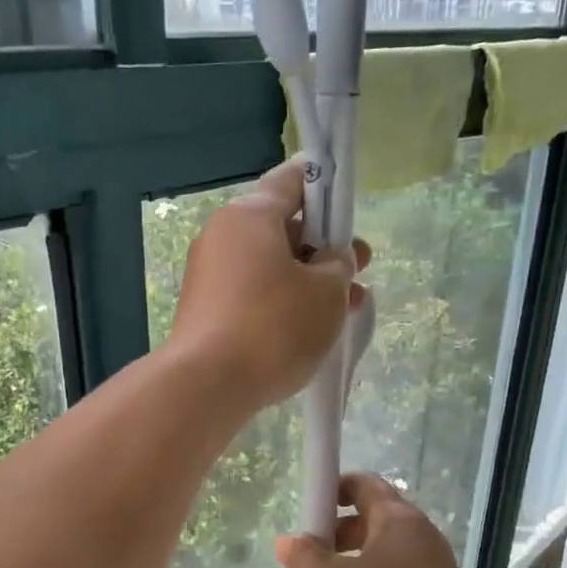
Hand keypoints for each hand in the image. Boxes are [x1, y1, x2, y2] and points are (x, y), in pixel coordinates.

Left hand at [168, 159, 369, 410]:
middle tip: (360, 271)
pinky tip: (309, 329)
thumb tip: (330, 260)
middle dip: (324, 249)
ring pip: (270, 266)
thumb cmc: (274, 327)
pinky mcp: (206, 310)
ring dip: (309, 282)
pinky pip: (253, 294)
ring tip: (346, 308)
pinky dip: (283, 303)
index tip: (349, 208)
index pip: (293, 181)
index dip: (327, 190)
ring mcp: (210, 275)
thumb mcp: (327, 292)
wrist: (207, 386)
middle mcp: (223, 236)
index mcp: (250, 216)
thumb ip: (339, 265)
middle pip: (282, 228)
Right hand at [276, 473, 489, 567]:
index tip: (309, 512)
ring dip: (352, 560)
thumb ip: (306, 559)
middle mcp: (420, 533)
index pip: (364, 484)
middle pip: (372, 517)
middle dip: (337, 532)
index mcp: (399, 519)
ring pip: (383, 549)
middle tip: (311, 557)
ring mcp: (433, 564)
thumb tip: (286, 542)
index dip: (333, 489)